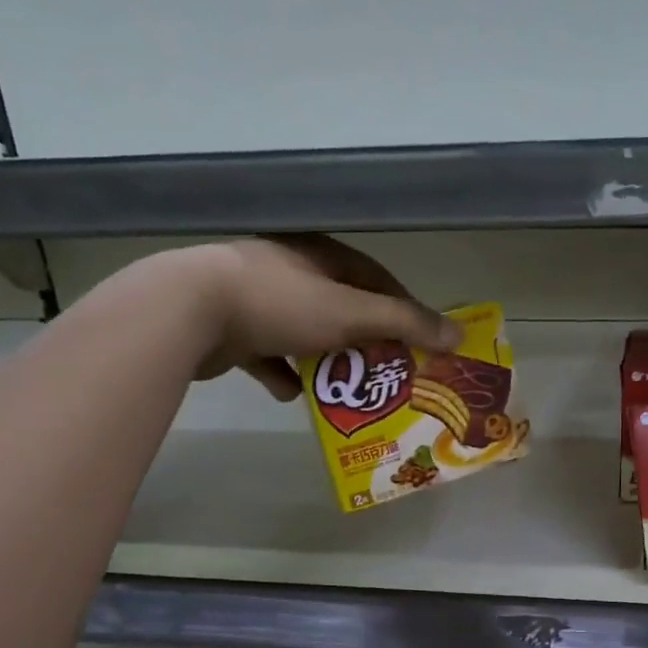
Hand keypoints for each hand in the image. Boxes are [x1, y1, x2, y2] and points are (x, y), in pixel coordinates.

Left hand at [161, 235, 461, 399]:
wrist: (188, 312)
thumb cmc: (281, 302)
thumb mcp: (353, 312)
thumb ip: (406, 323)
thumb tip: (459, 334)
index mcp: (320, 254)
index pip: (374, 278)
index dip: (401, 309)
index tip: (419, 342)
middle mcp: (289, 269)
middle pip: (340, 307)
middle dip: (364, 341)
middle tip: (386, 372)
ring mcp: (255, 296)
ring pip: (304, 331)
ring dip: (324, 360)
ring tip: (344, 389)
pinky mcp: (229, 326)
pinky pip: (267, 352)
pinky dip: (282, 372)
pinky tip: (291, 393)